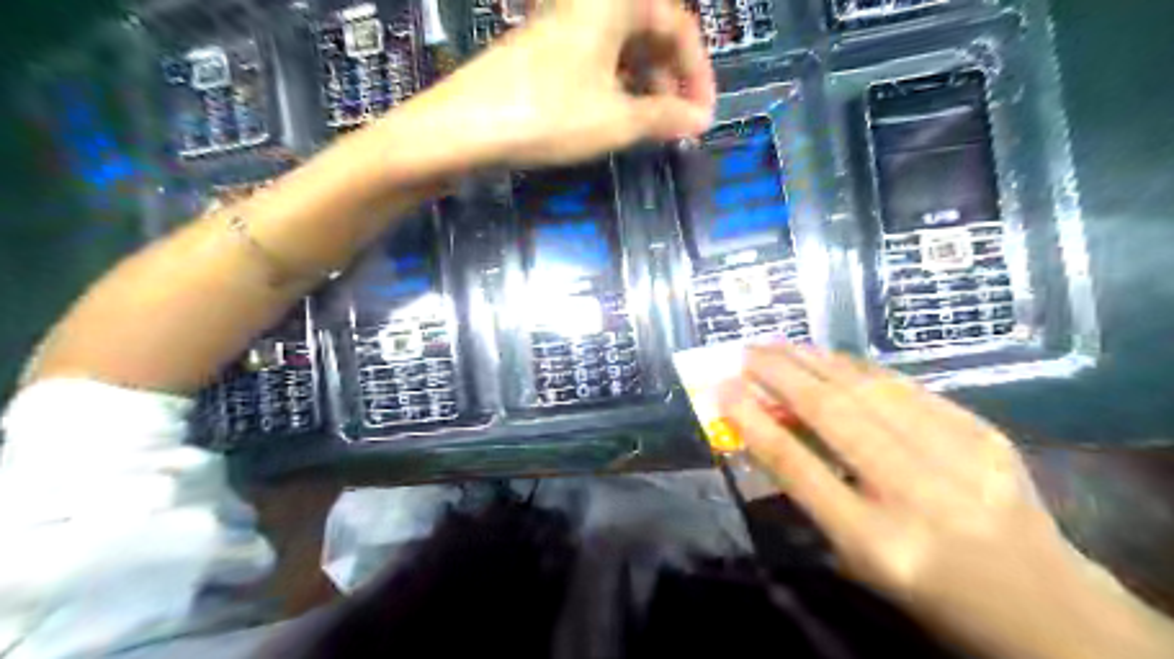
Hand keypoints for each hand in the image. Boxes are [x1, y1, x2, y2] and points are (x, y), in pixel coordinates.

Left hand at [388, 0, 716, 170]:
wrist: (463, 128)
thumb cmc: (547, 116)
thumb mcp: (615, 120)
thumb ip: (664, 118)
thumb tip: (700, 121)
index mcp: (612, 5)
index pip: (678, 26)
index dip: (699, 72)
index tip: (704, 115)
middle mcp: (588, 7)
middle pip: (649, 33)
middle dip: (672, 79)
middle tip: (679, 122)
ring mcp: (562, 31)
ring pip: (621, 50)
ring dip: (645, 86)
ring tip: (653, 127)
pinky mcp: (543, 55)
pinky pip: (595, 63)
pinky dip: (616, 89)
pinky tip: (617, 119)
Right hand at [716, 343, 1173, 657]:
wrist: (1043, 604)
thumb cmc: (931, 593)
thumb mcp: (859, 560)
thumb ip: (813, 495)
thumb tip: (770, 429)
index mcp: (880, 544)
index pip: (799, 468)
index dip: (754, 423)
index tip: (723, 390)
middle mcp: (919, 495)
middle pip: (834, 415)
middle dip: (780, 375)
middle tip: (745, 352)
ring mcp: (961, 457)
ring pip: (869, 390)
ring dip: (815, 361)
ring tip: (779, 344)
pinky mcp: (985, 433)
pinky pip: (906, 388)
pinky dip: (858, 368)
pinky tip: (830, 358)